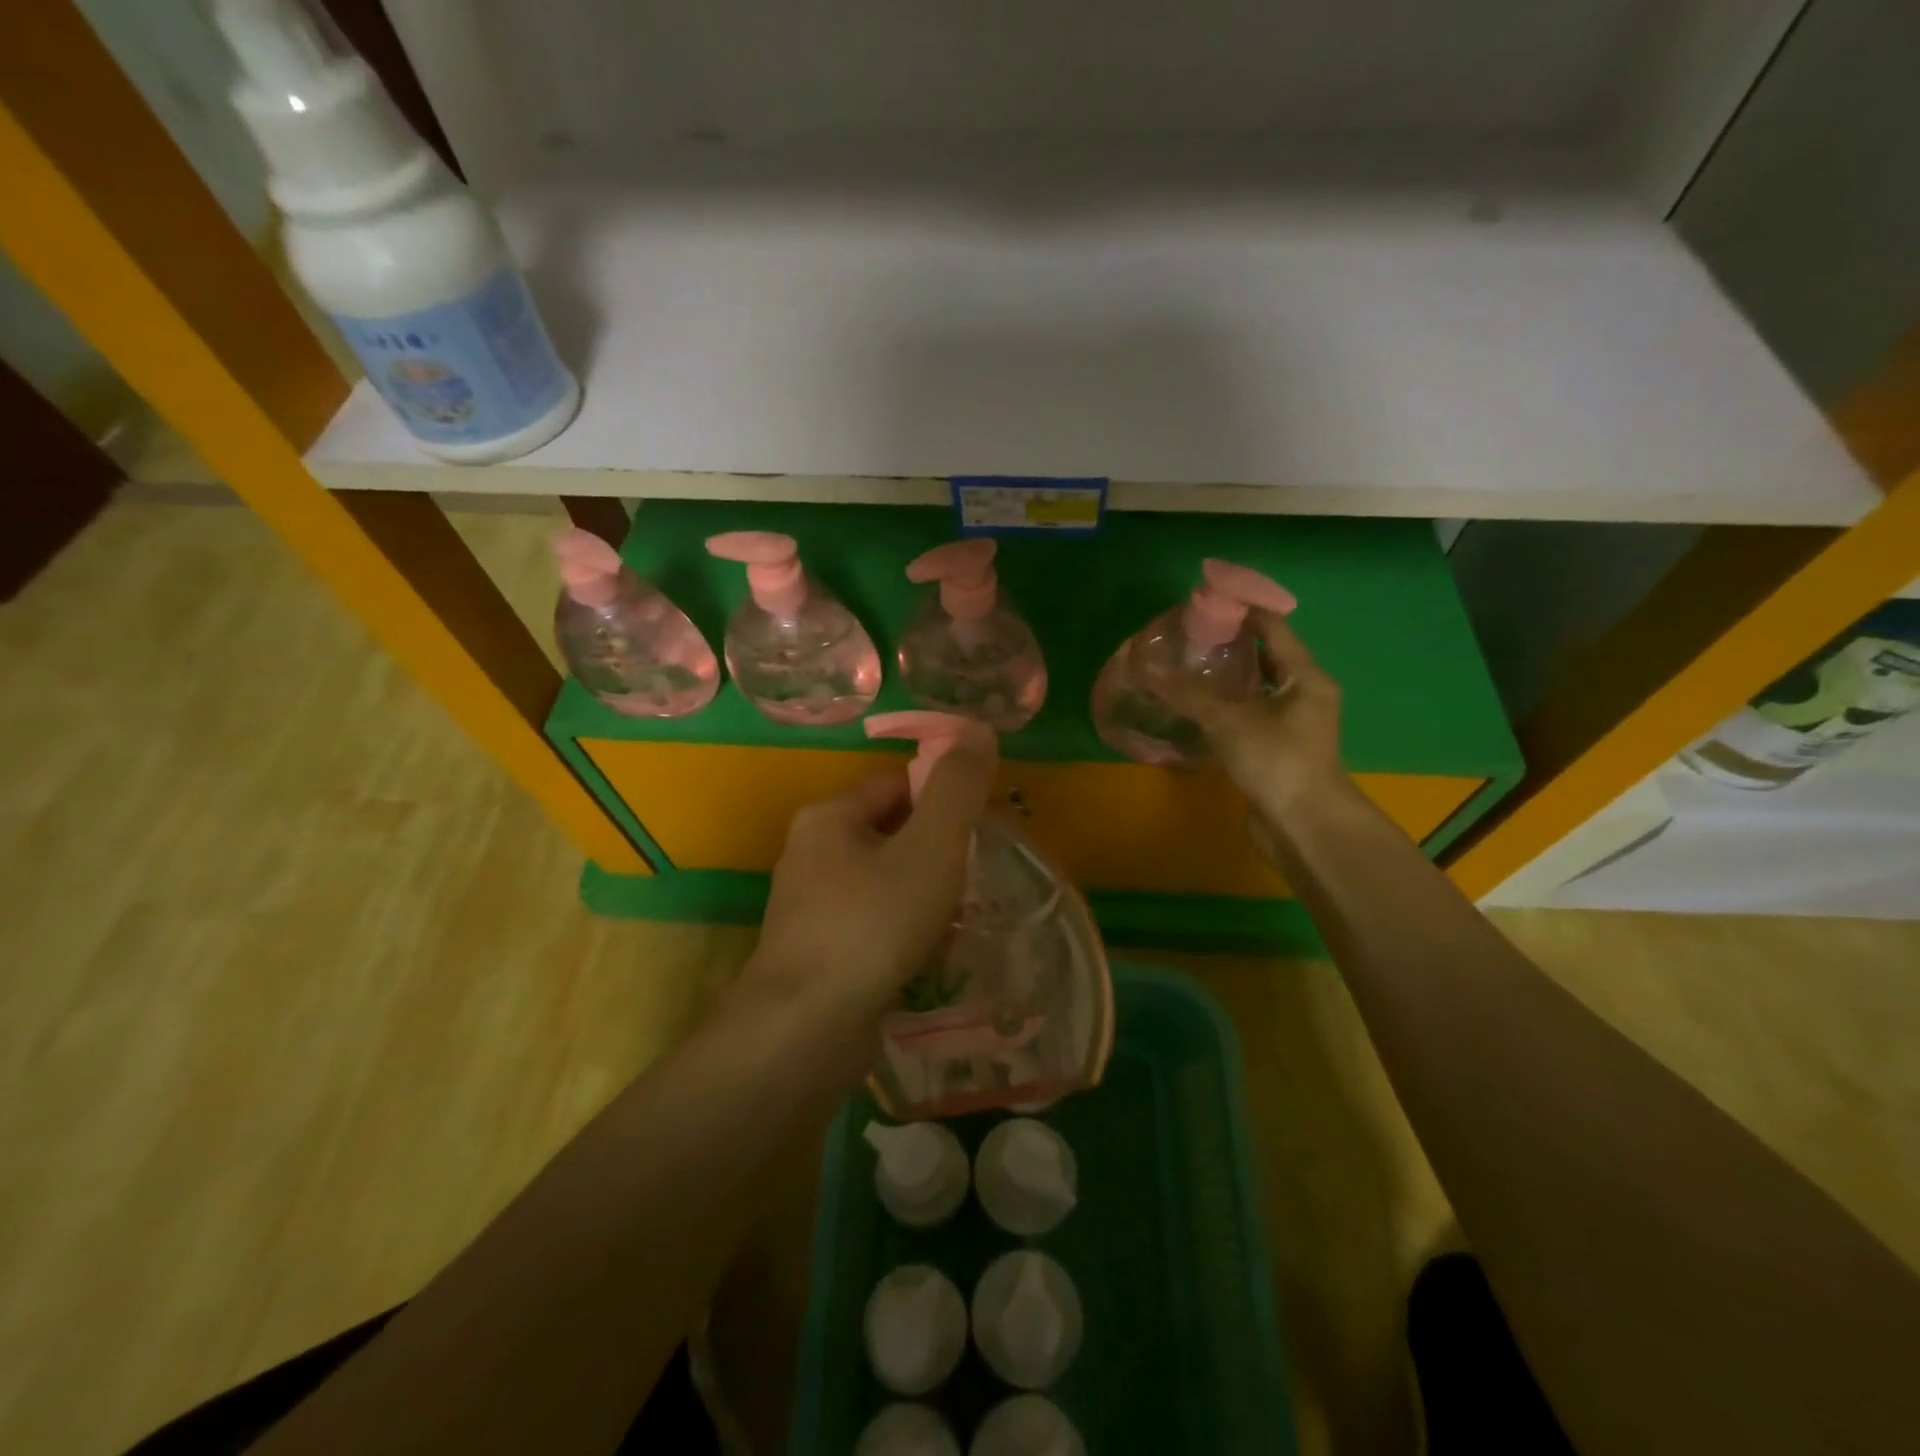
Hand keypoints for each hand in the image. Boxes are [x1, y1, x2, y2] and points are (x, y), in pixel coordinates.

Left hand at [745, 724, 997, 1032]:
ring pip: (885, 881)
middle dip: (938, 851)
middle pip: (892, 833)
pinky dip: (905, 930)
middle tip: (980, 874)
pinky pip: (874, 923)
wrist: (805, 1031)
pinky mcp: (818, 951)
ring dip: (925, 893)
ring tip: (964, 915)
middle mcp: (811, 853)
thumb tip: (978, 729)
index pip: (897, 784)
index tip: (983, 826)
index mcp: (829, 817)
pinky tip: (932, 953)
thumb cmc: (871, 925)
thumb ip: (957, 789)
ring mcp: (810, 906)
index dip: (944, 797)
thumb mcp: (929, 848)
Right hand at [1174, 607, 1349, 822]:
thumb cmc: (1276, 760)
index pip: (1275, 629)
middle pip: (1268, 658)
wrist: (1303, 825)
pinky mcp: (1279, 750)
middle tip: (1192, 638)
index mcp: (1306, 677)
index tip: (1209, 603)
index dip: (1244, 612)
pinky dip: (1229, 707)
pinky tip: (1199, 709)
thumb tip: (1147, 668)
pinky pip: (1252, 716)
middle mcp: (1305, 695)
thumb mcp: (1229, 721)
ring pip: (1259, 690)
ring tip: (1190, 668)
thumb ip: (1189, 694)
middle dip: (1233, 646)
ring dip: (1229, 679)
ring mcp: (1294, 725)